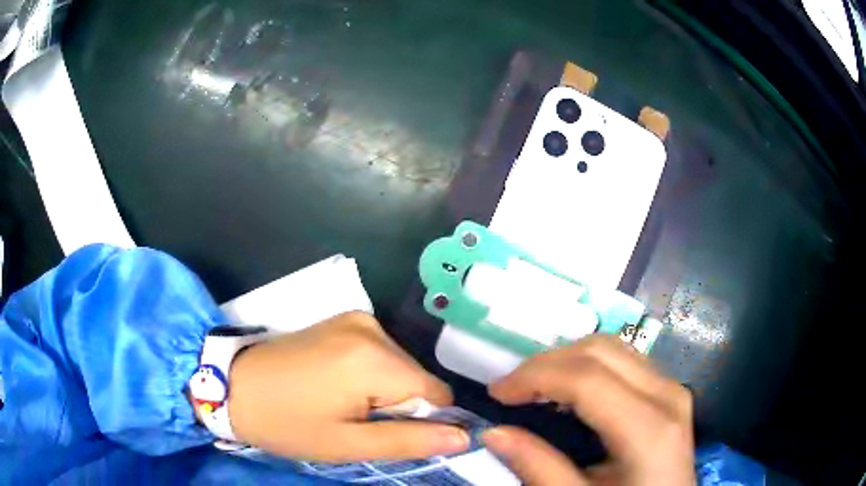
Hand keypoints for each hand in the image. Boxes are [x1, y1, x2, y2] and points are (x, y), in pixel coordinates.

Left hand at [226, 311, 469, 461]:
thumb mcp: (347, 444)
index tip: (389, 435)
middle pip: (417, 379)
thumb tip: (464, 437)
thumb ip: (410, 441)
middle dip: (400, 407)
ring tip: (343, 406)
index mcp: (375, 359)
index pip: (437, 393)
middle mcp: (373, 328)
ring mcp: (357, 318)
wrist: (234, 385)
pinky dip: (371, 376)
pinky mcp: (344, 320)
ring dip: (385, 393)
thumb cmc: (287, 422)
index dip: (424, 421)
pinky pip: (380, 355)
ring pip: (399, 368)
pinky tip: (338, 386)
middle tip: (358, 424)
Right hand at [483, 335, 693, 484]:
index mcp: (649, 428)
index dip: (534, 377)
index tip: (496, 394)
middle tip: (511, 392)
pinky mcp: (668, 391)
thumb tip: (493, 432)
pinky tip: (569, 394)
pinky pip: (625, 361)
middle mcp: (667, 394)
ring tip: (535, 390)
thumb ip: (538, 469)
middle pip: (601, 350)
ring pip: (613, 347)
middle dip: (547, 363)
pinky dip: (588, 366)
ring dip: (567, 361)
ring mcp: (672, 388)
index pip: (586, 377)